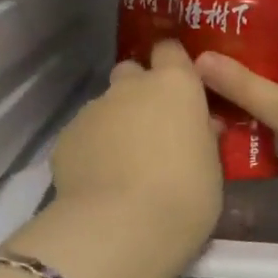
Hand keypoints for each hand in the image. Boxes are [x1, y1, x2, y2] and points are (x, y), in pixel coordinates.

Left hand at [50, 39, 222, 250]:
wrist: (120, 228)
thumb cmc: (184, 196)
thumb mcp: (211, 168)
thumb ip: (203, 137)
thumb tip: (200, 125)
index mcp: (174, 85)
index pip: (170, 49)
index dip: (173, 63)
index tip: (179, 85)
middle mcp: (131, 87)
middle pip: (131, 71)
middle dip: (138, 91)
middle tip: (151, 127)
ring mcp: (93, 109)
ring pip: (105, 106)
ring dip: (115, 124)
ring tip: (122, 164)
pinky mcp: (66, 136)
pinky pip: (83, 135)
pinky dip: (91, 150)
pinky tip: (98, 181)